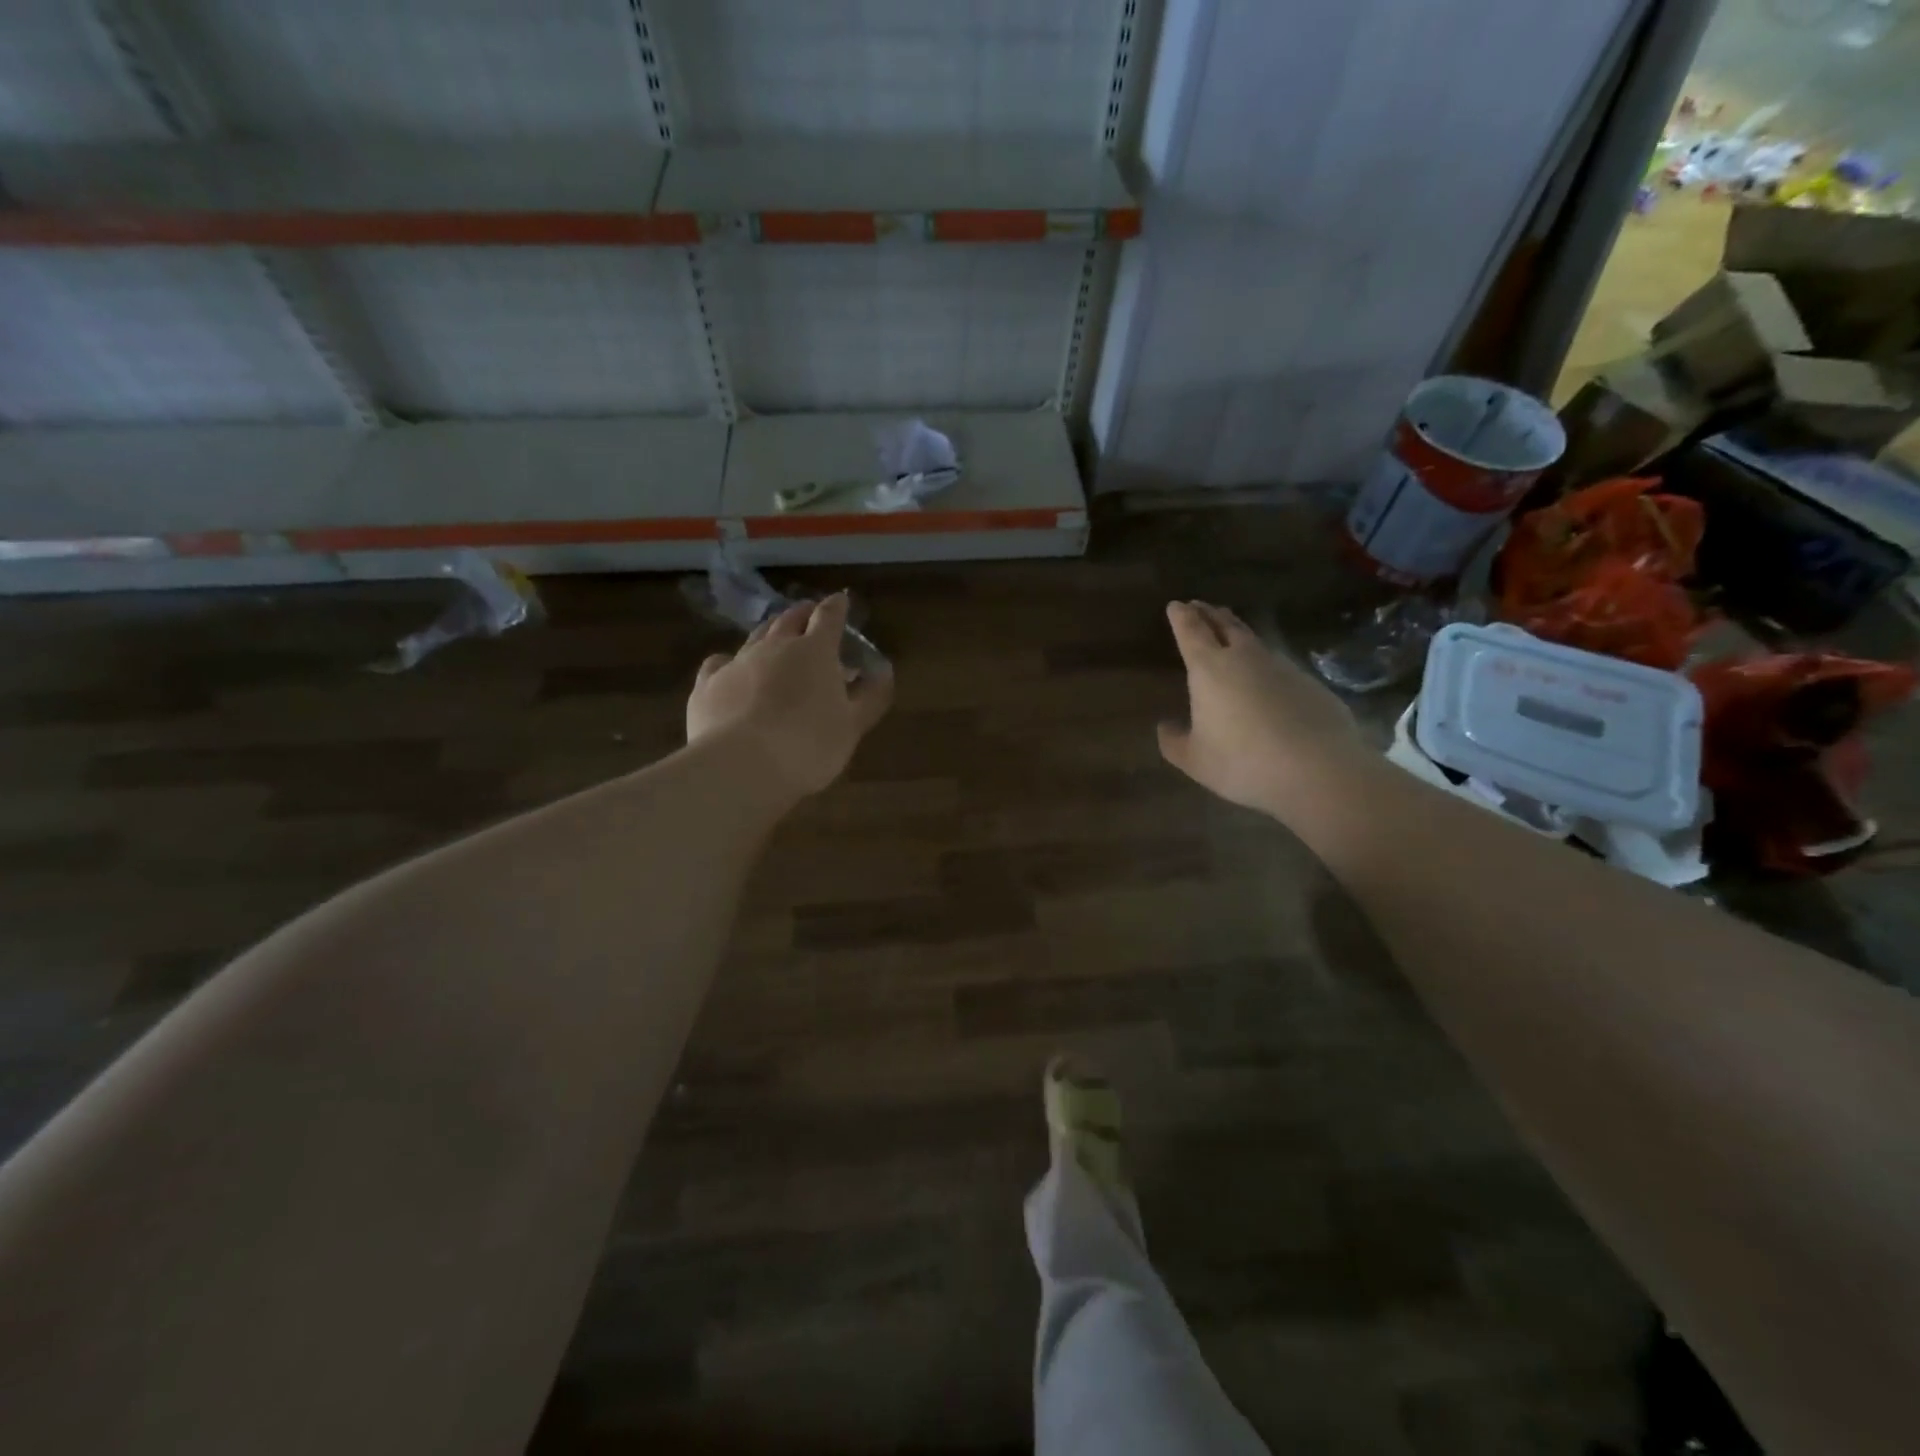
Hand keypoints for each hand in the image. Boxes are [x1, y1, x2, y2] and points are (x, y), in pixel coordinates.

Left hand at [688, 592, 893, 799]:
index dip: (837, 607)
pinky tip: (729, 670)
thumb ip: (871, 697)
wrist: (741, 765)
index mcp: (815, 651)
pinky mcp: (707, 684)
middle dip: (803, 614)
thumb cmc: (809, 745)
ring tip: (775, 637)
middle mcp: (775, 646)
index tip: (841, 600)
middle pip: (789, 619)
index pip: (829, 617)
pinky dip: (729, 661)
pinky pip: (719, 662)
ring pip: (755, 636)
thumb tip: (884, 672)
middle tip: (809, 615)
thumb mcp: (852, 726)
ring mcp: (737, 662)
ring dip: (769, 632)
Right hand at [1158, 601, 1363, 814]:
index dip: (1181, 617)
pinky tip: (1266, 678)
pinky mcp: (1310, 683)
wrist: (1318, 770)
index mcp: (1209, 669)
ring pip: (1254, 641)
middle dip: (1209, 613)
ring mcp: (1282, 667)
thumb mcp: (1195, 760)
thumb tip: (1165, 726)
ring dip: (1238, 633)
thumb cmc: (1243, 762)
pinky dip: (1265, 663)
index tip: (1176, 605)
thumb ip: (1174, 742)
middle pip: (1225, 625)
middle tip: (1200, 606)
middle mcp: (1245, 657)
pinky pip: (1279, 665)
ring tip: (1230, 633)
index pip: (1191, 631)